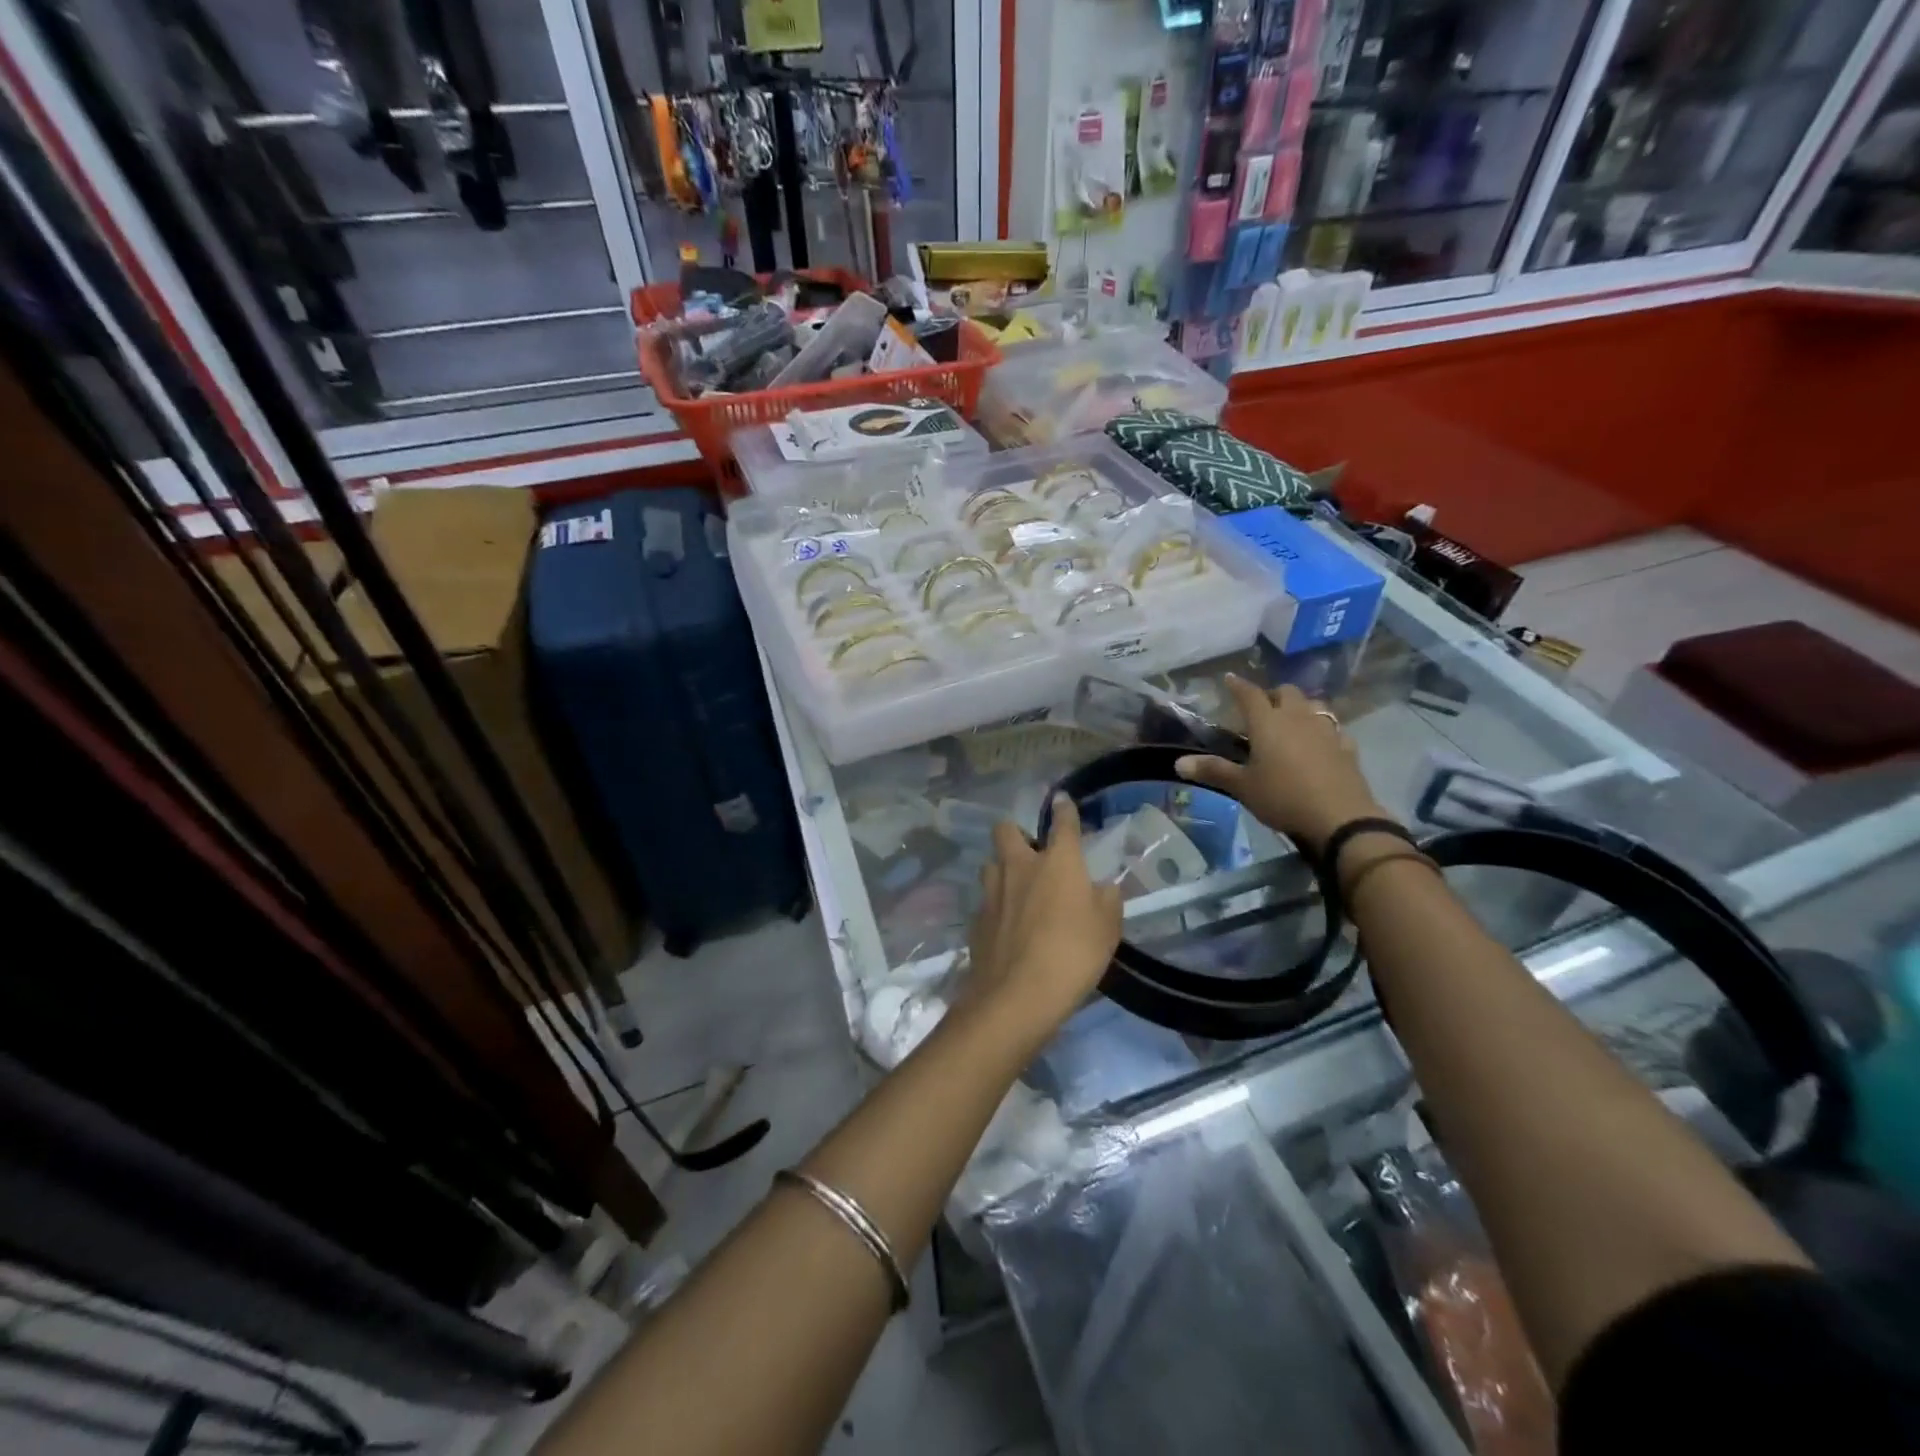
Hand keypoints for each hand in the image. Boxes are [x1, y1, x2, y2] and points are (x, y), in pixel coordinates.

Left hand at [962, 795, 1123, 1047]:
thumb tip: (1102, 886)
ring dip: (1002, 869)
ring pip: (990, 864)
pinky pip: (986, 900)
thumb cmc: (1073, 954)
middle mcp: (1020, 866)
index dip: (1064, 810)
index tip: (1062, 801)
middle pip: (1006, 830)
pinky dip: (996, 905)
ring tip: (1017, 890)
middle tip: (1031, 853)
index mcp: (1057, 862)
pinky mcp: (977, 918)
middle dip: (1016, 833)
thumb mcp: (1108, 928)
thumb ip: (1107, 900)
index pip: (1062, 824)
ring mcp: (992, 891)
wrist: (1017, 995)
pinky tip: (1006, 925)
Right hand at [1175, 676, 1389, 850]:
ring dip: (1300, 708)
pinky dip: (1323, 731)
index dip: (1237, 685)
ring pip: (1314, 705)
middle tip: (1262, 709)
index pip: (1249, 694)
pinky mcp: (1346, 748)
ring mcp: (1326, 730)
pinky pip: (1333, 729)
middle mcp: (1297, 718)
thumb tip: (1178, 763)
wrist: (1340, 818)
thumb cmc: (1283, 797)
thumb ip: (1213, 771)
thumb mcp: (1243, 787)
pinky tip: (1320, 744)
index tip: (1229, 678)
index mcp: (1268, 722)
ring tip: (1291, 723)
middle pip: (1287, 692)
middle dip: (1273, 695)